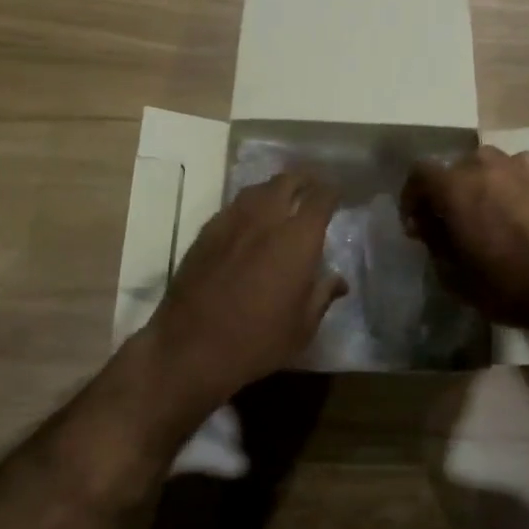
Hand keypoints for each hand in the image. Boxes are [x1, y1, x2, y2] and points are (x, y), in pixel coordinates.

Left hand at [144, 172, 346, 419]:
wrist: (190, 348)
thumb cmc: (257, 342)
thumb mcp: (302, 328)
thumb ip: (322, 296)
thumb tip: (339, 281)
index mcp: (297, 239)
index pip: (320, 198)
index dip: (332, 192)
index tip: (337, 194)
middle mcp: (266, 219)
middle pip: (287, 181)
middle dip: (303, 180)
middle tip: (311, 189)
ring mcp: (232, 222)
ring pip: (257, 190)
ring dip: (274, 190)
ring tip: (281, 200)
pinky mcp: (206, 233)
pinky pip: (233, 207)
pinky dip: (248, 207)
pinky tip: (248, 223)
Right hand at [400, 146, 528, 345]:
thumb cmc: (506, 284)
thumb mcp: (453, 275)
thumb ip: (433, 242)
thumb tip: (427, 225)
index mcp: (454, 187)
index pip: (419, 173)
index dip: (412, 197)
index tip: (416, 225)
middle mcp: (481, 165)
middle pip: (450, 168)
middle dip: (443, 192)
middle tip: (448, 223)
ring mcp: (515, 165)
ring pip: (482, 164)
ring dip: (474, 183)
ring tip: (482, 211)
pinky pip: (513, 167)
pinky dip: (506, 180)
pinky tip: (512, 202)